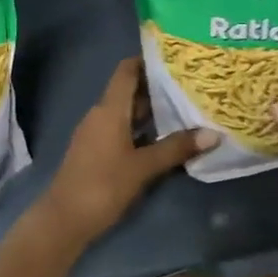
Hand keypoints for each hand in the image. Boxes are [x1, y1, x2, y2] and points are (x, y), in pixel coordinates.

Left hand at [41, 58, 216, 245]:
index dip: (147, 60)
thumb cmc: (103, 185)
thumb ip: (176, 148)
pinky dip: (140, 128)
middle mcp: (100, 114)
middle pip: (129, 91)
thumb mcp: (143, 167)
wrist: (64, 220)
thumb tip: (214, 133)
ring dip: (150, 110)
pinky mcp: (95, 151)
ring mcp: (95, 133)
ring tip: (184, 107)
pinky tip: (162, 137)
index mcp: (109, 109)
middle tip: (190, 83)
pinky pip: (120, 129)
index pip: (127, 71)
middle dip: (157, 87)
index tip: (175, 57)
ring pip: (125, 112)